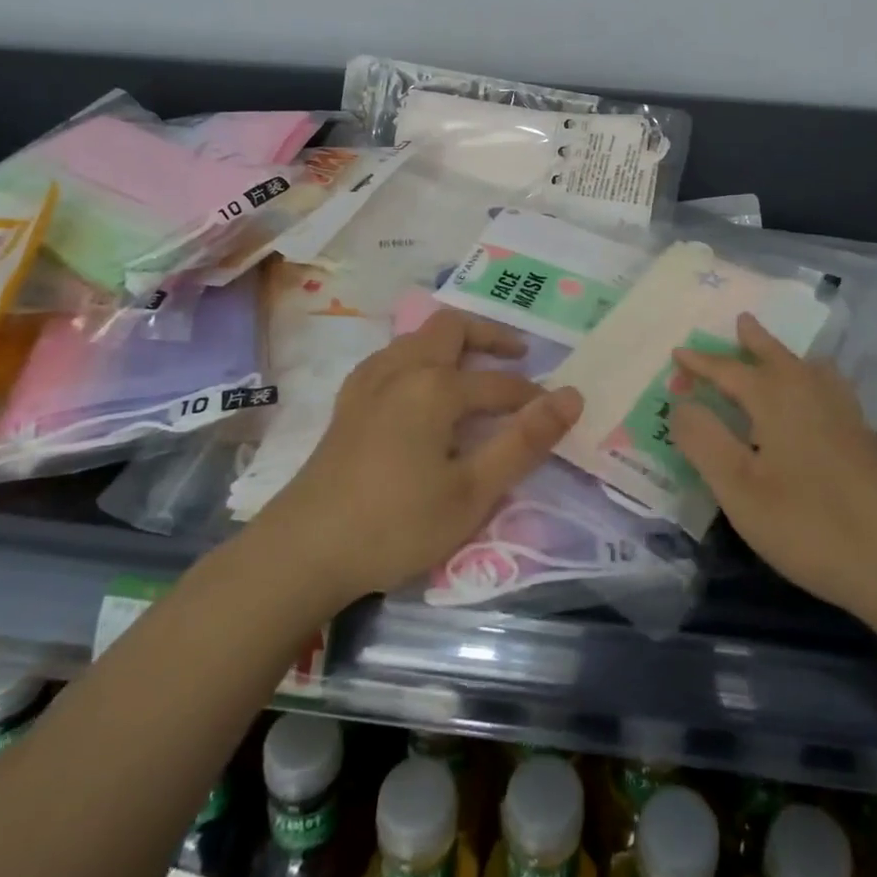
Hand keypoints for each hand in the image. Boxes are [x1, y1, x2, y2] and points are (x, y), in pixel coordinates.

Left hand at [262, 308, 582, 606]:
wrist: (304, 550)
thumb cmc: (396, 524)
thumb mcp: (473, 492)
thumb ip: (524, 442)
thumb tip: (571, 396)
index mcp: (435, 387)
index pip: (499, 384)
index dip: (532, 397)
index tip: (555, 412)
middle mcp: (402, 369)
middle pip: (451, 327)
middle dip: (490, 335)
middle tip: (519, 355)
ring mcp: (369, 381)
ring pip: (417, 336)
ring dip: (453, 342)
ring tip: (476, 368)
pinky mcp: (349, 401)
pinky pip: (392, 357)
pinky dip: (420, 357)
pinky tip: (422, 389)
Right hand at [671, 313, 876, 615]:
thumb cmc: (805, 524)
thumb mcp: (737, 487)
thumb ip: (703, 440)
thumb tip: (681, 403)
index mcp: (776, 399)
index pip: (730, 371)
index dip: (701, 363)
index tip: (677, 352)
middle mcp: (810, 395)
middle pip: (777, 357)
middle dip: (754, 341)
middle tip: (741, 320)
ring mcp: (843, 416)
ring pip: (809, 370)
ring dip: (786, 356)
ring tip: (778, 352)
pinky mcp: (862, 440)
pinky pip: (832, 388)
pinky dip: (817, 378)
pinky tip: (821, 397)